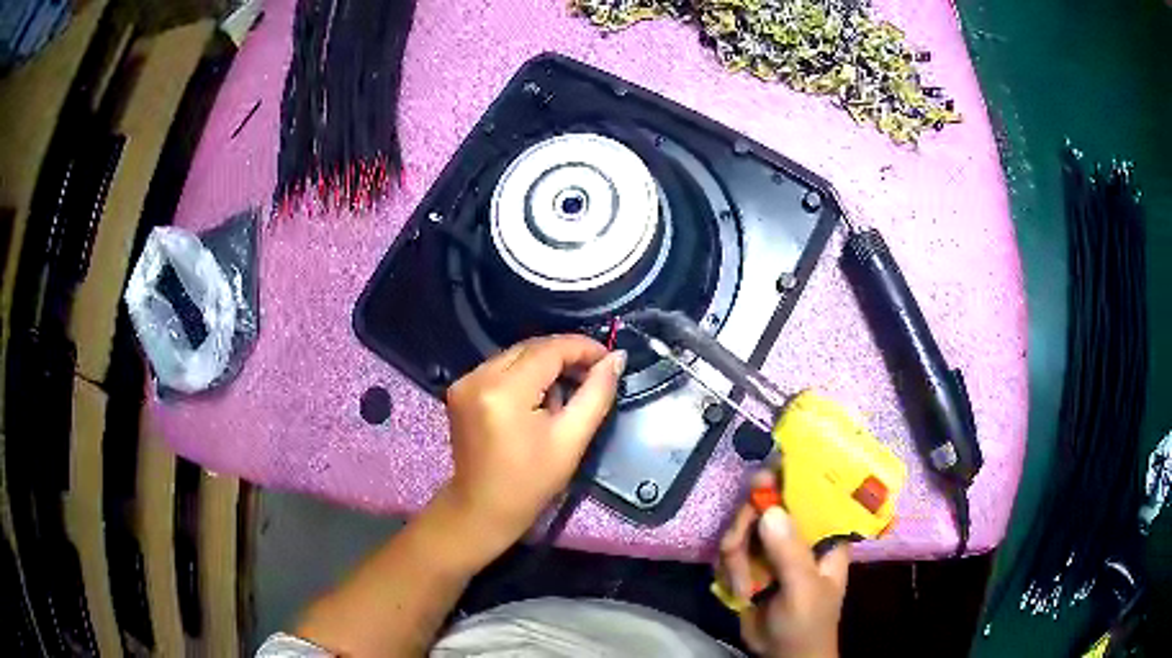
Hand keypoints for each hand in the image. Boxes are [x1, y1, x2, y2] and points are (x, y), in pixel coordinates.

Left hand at [442, 334, 625, 549]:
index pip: (548, 350)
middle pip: (531, 348)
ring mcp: (465, 381)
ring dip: (545, 364)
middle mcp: (478, 376)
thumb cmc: (531, 482)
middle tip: (594, 372)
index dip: (582, 348)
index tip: (608, 358)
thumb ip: (596, 394)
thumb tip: (616, 359)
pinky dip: (525, 374)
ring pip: (516, 355)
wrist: (483, 508)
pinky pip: (501, 367)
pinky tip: (540, 396)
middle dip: (565, 354)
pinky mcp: (461, 389)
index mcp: (504, 391)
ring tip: (569, 389)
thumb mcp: (571, 439)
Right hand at [718, 471, 849, 657]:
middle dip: (746, 526)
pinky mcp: (751, 562)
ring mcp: (773, 547)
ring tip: (741, 585)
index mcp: (825, 533)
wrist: (781, 655)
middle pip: (767, 504)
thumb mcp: (803, 589)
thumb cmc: (807, 623)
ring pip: (744, 526)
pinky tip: (738, 590)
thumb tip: (769, 510)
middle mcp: (799, 532)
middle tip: (733, 545)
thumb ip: (789, 553)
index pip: (810, 492)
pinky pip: (731, 549)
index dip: (788, 478)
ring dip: (734, 556)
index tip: (763, 476)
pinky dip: (727, 568)